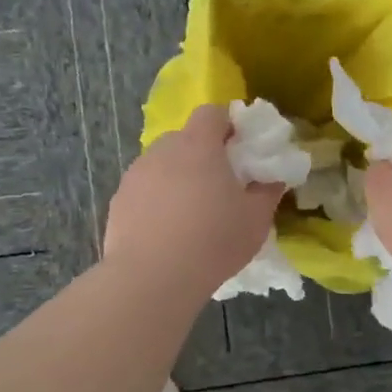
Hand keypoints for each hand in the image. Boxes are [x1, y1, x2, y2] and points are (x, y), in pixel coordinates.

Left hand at [103, 104, 285, 296]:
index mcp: (198, 145)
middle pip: (185, 138)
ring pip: (162, 165)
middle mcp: (162, 150)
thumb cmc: (212, 241)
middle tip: (219, 186)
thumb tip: (272, 179)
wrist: (151, 278)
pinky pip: (144, 190)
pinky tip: (165, 232)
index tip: (240, 151)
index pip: (212, 113)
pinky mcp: (118, 201)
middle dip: (202, 154)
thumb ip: (268, 192)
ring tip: (190, 214)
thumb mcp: (256, 220)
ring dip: (177, 178)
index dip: (228, 125)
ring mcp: (135, 174)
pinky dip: (156, 201)